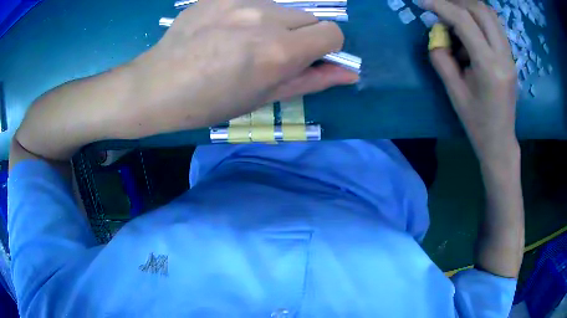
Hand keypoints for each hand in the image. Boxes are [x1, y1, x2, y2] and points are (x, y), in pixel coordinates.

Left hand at [123, 0, 357, 137]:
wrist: (158, 86)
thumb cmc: (210, 102)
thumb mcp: (263, 98)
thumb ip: (311, 80)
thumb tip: (349, 73)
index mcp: (278, 50)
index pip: (333, 33)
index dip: (327, 47)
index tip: (310, 57)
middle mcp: (265, 17)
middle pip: (310, 16)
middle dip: (301, 34)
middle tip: (271, 52)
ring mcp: (240, 0)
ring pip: (282, 6)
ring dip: (276, 22)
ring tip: (244, 39)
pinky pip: (254, 0)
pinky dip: (251, 12)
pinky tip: (226, 27)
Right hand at [425, 0, 518, 163]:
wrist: (500, 140)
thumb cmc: (476, 122)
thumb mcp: (453, 91)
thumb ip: (441, 57)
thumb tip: (437, 34)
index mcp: (489, 67)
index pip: (464, 21)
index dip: (440, 5)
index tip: (422, 2)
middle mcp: (503, 56)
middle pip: (480, 9)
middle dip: (455, 2)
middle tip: (439, 8)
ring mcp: (510, 55)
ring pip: (490, 14)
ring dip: (468, 7)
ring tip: (452, 16)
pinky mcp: (510, 56)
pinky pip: (494, 25)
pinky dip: (478, 18)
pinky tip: (468, 29)